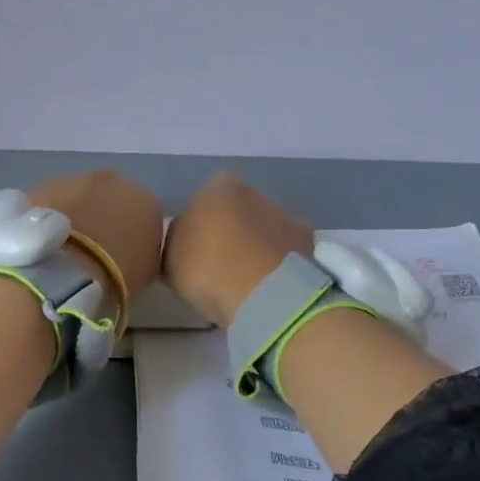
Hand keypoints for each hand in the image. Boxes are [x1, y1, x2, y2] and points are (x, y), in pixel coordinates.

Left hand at [27, 170, 163, 302]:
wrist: (60, 269)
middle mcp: (111, 180)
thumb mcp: (144, 273)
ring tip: (63, 250)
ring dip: (73, 216)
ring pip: (76, 198)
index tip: (122, 257)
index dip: (132, 236)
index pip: (144, 215)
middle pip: (109, 198)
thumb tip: (131, 251)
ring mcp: (71, 180)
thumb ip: (141, 252)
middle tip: (91, 250)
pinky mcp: (38, 188)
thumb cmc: (111, 276)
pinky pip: (49, 206)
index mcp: (145, 200)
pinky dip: (49, 220)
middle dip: (102, 217)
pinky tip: (44, 245)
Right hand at [163, 173, 313, 326]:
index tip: (193, 250)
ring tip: (246, 281)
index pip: (205, 197)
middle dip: (232, 232)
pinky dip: (278, 266)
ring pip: (266, 231)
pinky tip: (268, 288)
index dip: (198, 224)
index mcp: (221, 185)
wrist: (264, 295)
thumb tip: (187, 235)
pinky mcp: (310, 248)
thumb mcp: (169, 254)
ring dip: (258, 248)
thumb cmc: (208, 267)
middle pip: (239, 212)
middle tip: (219, 266)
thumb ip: (177, 237)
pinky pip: (286, 255)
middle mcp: (259, 193)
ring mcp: (289, 219)